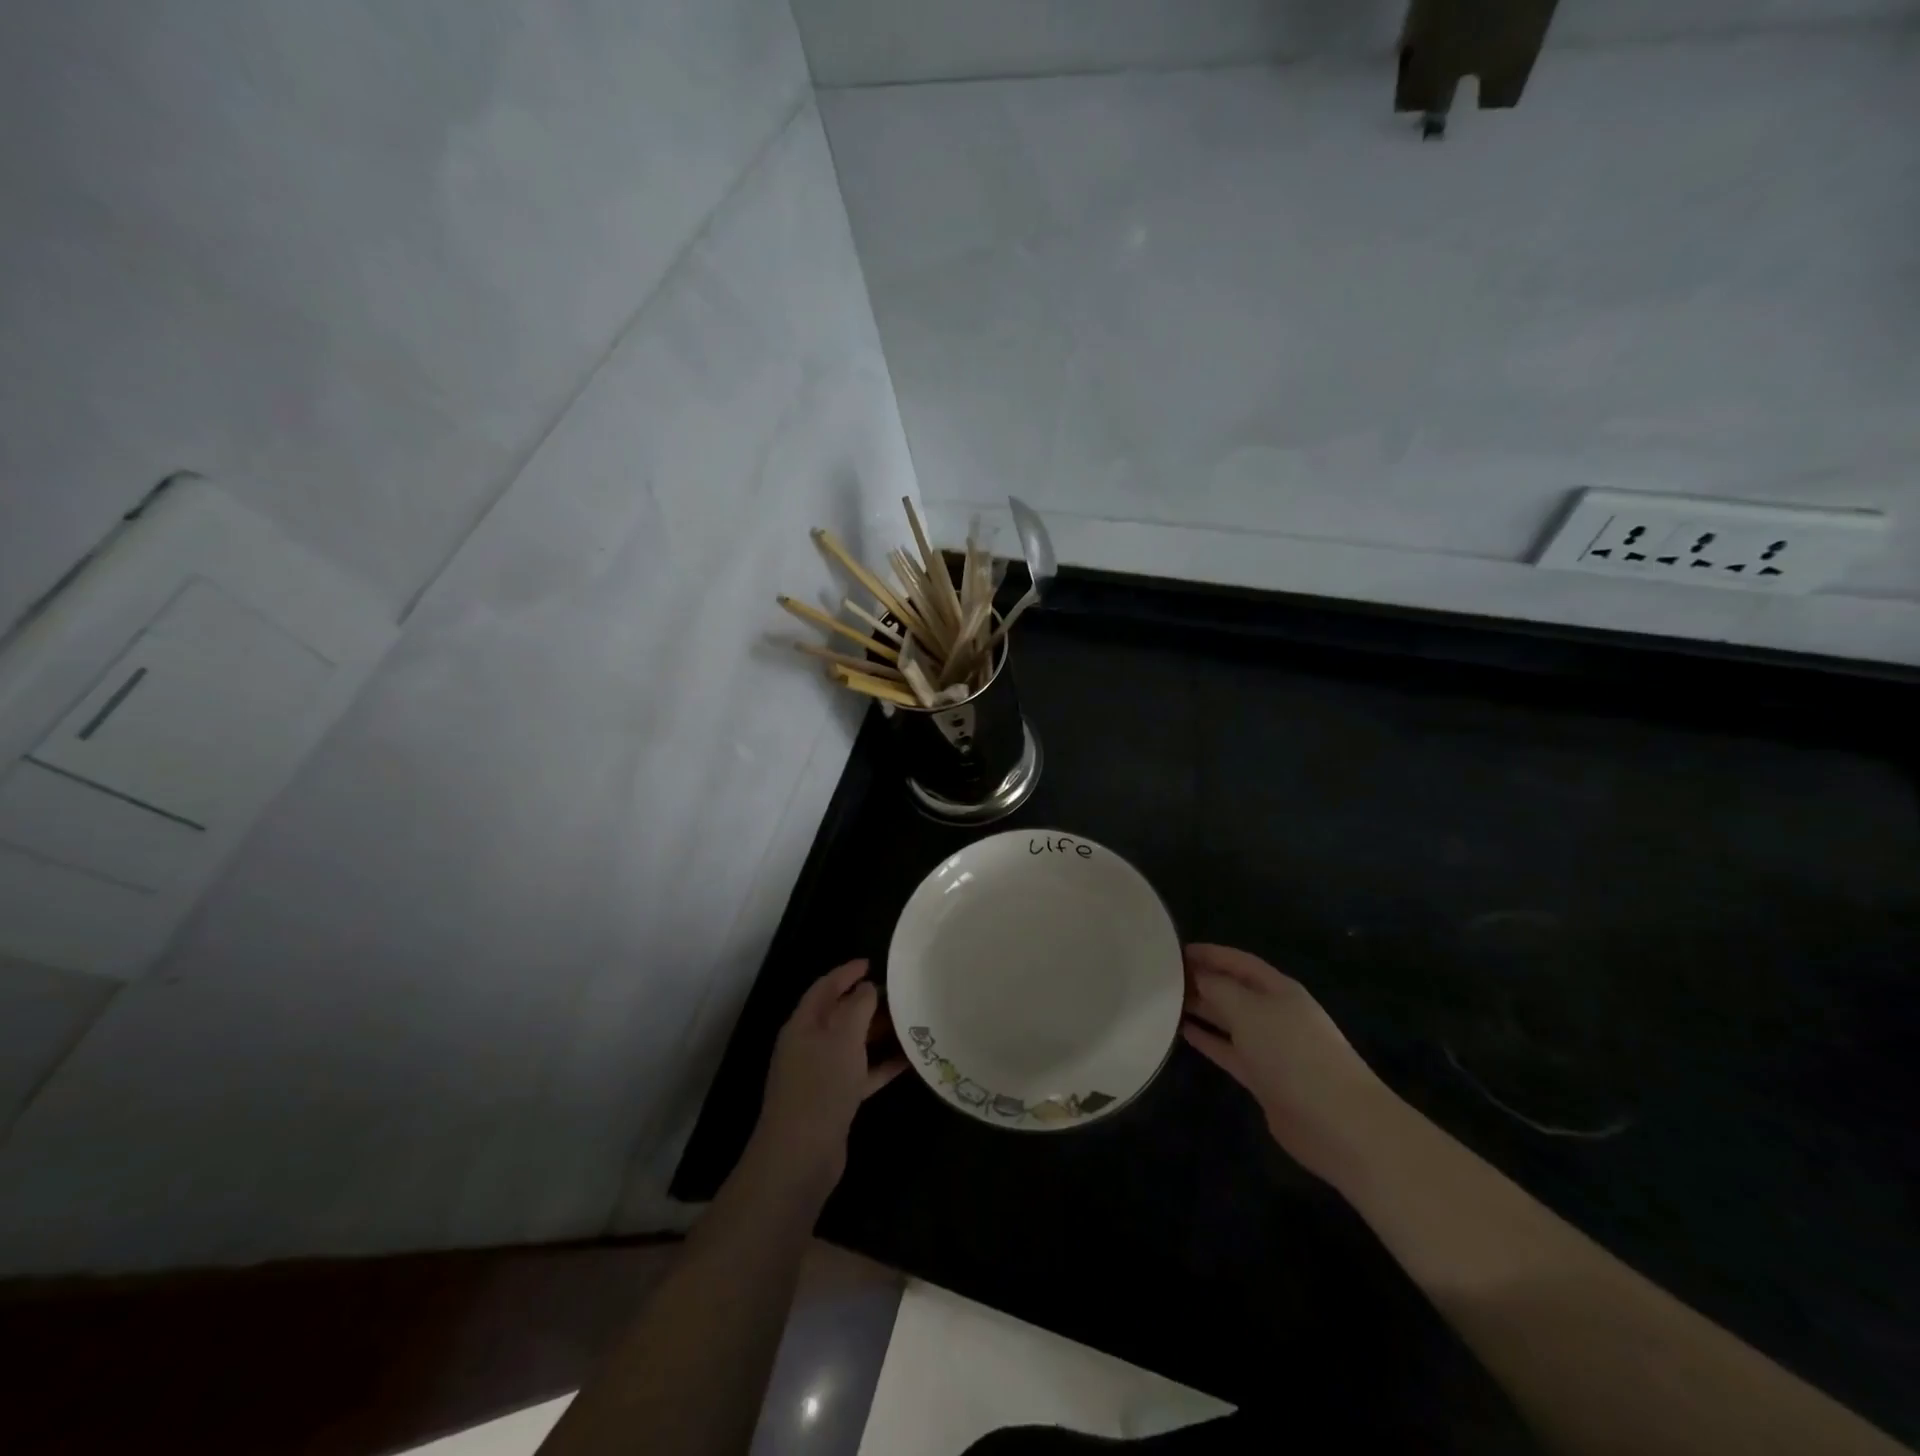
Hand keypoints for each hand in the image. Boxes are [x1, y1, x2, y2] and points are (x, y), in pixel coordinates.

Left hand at [748, 959, 904, 1196]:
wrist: (801, 1155)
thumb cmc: (821, 1085)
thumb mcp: (842, 1037)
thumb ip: (857, 1006)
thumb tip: (867, 987)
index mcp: (803, 1024)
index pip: (825, 987)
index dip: (846, 972)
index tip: (872, 962)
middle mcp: (809, 1045)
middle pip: (839, 1014)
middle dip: (867, 1002)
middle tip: (900, 993)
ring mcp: (821, 1075)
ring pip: (853, 1044)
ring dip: (878, 1033)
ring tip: (909, 1022)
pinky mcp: (835, 1100)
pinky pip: (862, 1073)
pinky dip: (882, 1065)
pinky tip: (909, 1061)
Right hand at [1182, 943, 1395, 1181]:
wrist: (1337, 1122)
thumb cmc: (1293, 1053)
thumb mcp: (1250, 1010)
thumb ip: (1218, 988)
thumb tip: (1195, 974)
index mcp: (1278, 989)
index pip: (1238, 961)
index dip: (1209, 953)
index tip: (1173, 950)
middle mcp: (1274, 1013)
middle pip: (1232, 989)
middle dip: (1200, 980)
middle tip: (1160, 978)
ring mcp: (1270, 1047)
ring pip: (1228, 1020)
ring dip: (1201, 1009)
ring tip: (1165, 1001)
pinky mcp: (1263, 1078)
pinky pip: (1228, 1050)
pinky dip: (1207, 1040)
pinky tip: (1183, 1032)